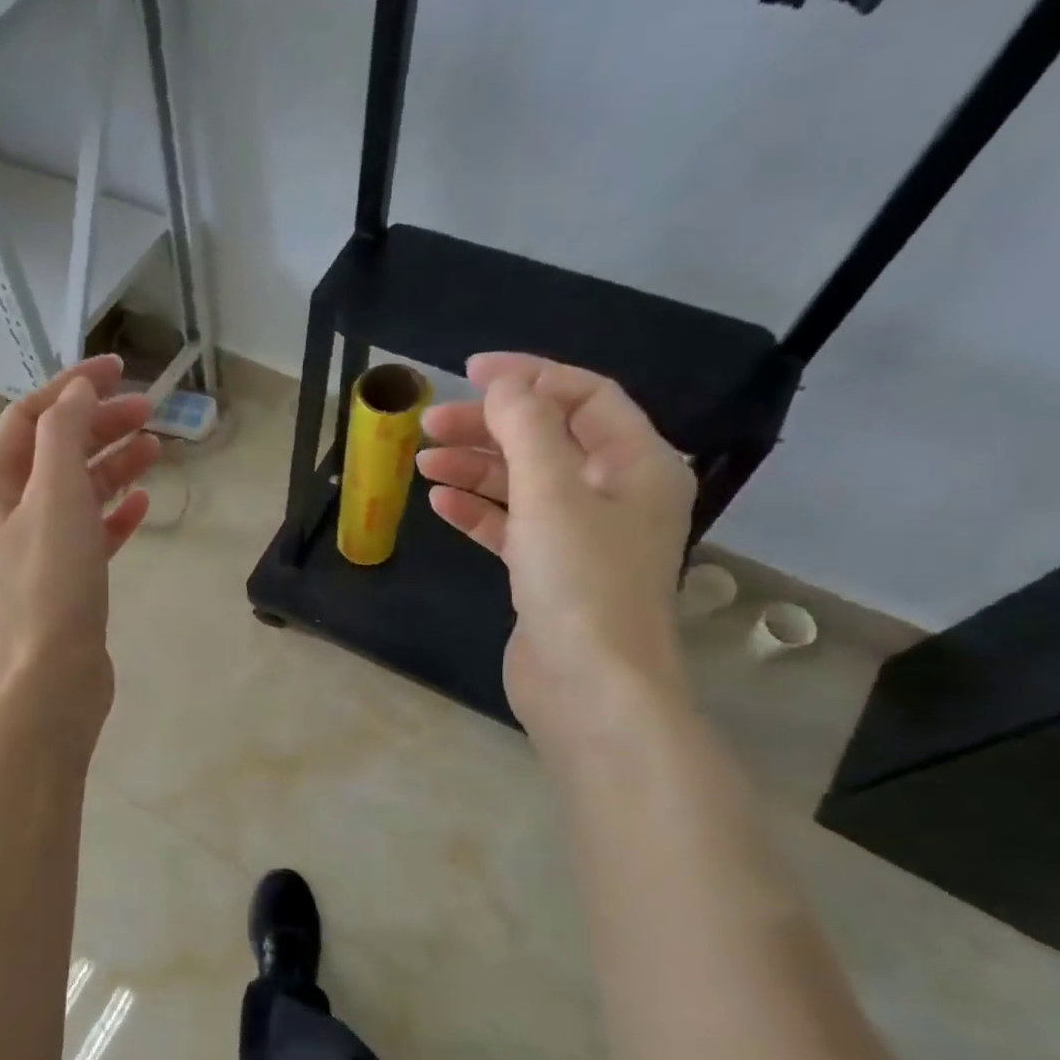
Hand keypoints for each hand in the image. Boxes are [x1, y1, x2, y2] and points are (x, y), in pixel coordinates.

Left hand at [0, 354, 159, 728]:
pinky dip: (116, 514)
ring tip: (156, 449)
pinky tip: (144, 504)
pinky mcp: (66, 581)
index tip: (120, 368)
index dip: (72, 386)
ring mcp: (38, 549)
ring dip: (113, 465)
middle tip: (151, 412)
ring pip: (77, 491)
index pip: (30, 416)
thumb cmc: (48, 586)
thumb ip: (65, 434)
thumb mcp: (55, 496)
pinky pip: (92, 532)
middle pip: (56, 450)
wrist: (48, 682)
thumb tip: (78, 391)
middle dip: (100, 424)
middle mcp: (9, 512)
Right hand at [417, 353, 695, 755]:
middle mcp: (615, 495)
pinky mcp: (548, 574)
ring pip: (524, 484)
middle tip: (429, 424)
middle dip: (489, 426)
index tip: (470, 372)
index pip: (586, 397)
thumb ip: (527, 428)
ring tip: (422, 461)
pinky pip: (511, 527)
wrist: (588, 687)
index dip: (529, 377)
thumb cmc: (581, 582)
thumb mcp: (552, 493)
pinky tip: (439, 503)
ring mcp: (581, 538)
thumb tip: (505, 383)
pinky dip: (478, 511)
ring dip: (476, 468)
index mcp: (637, 464)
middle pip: (548, 440)